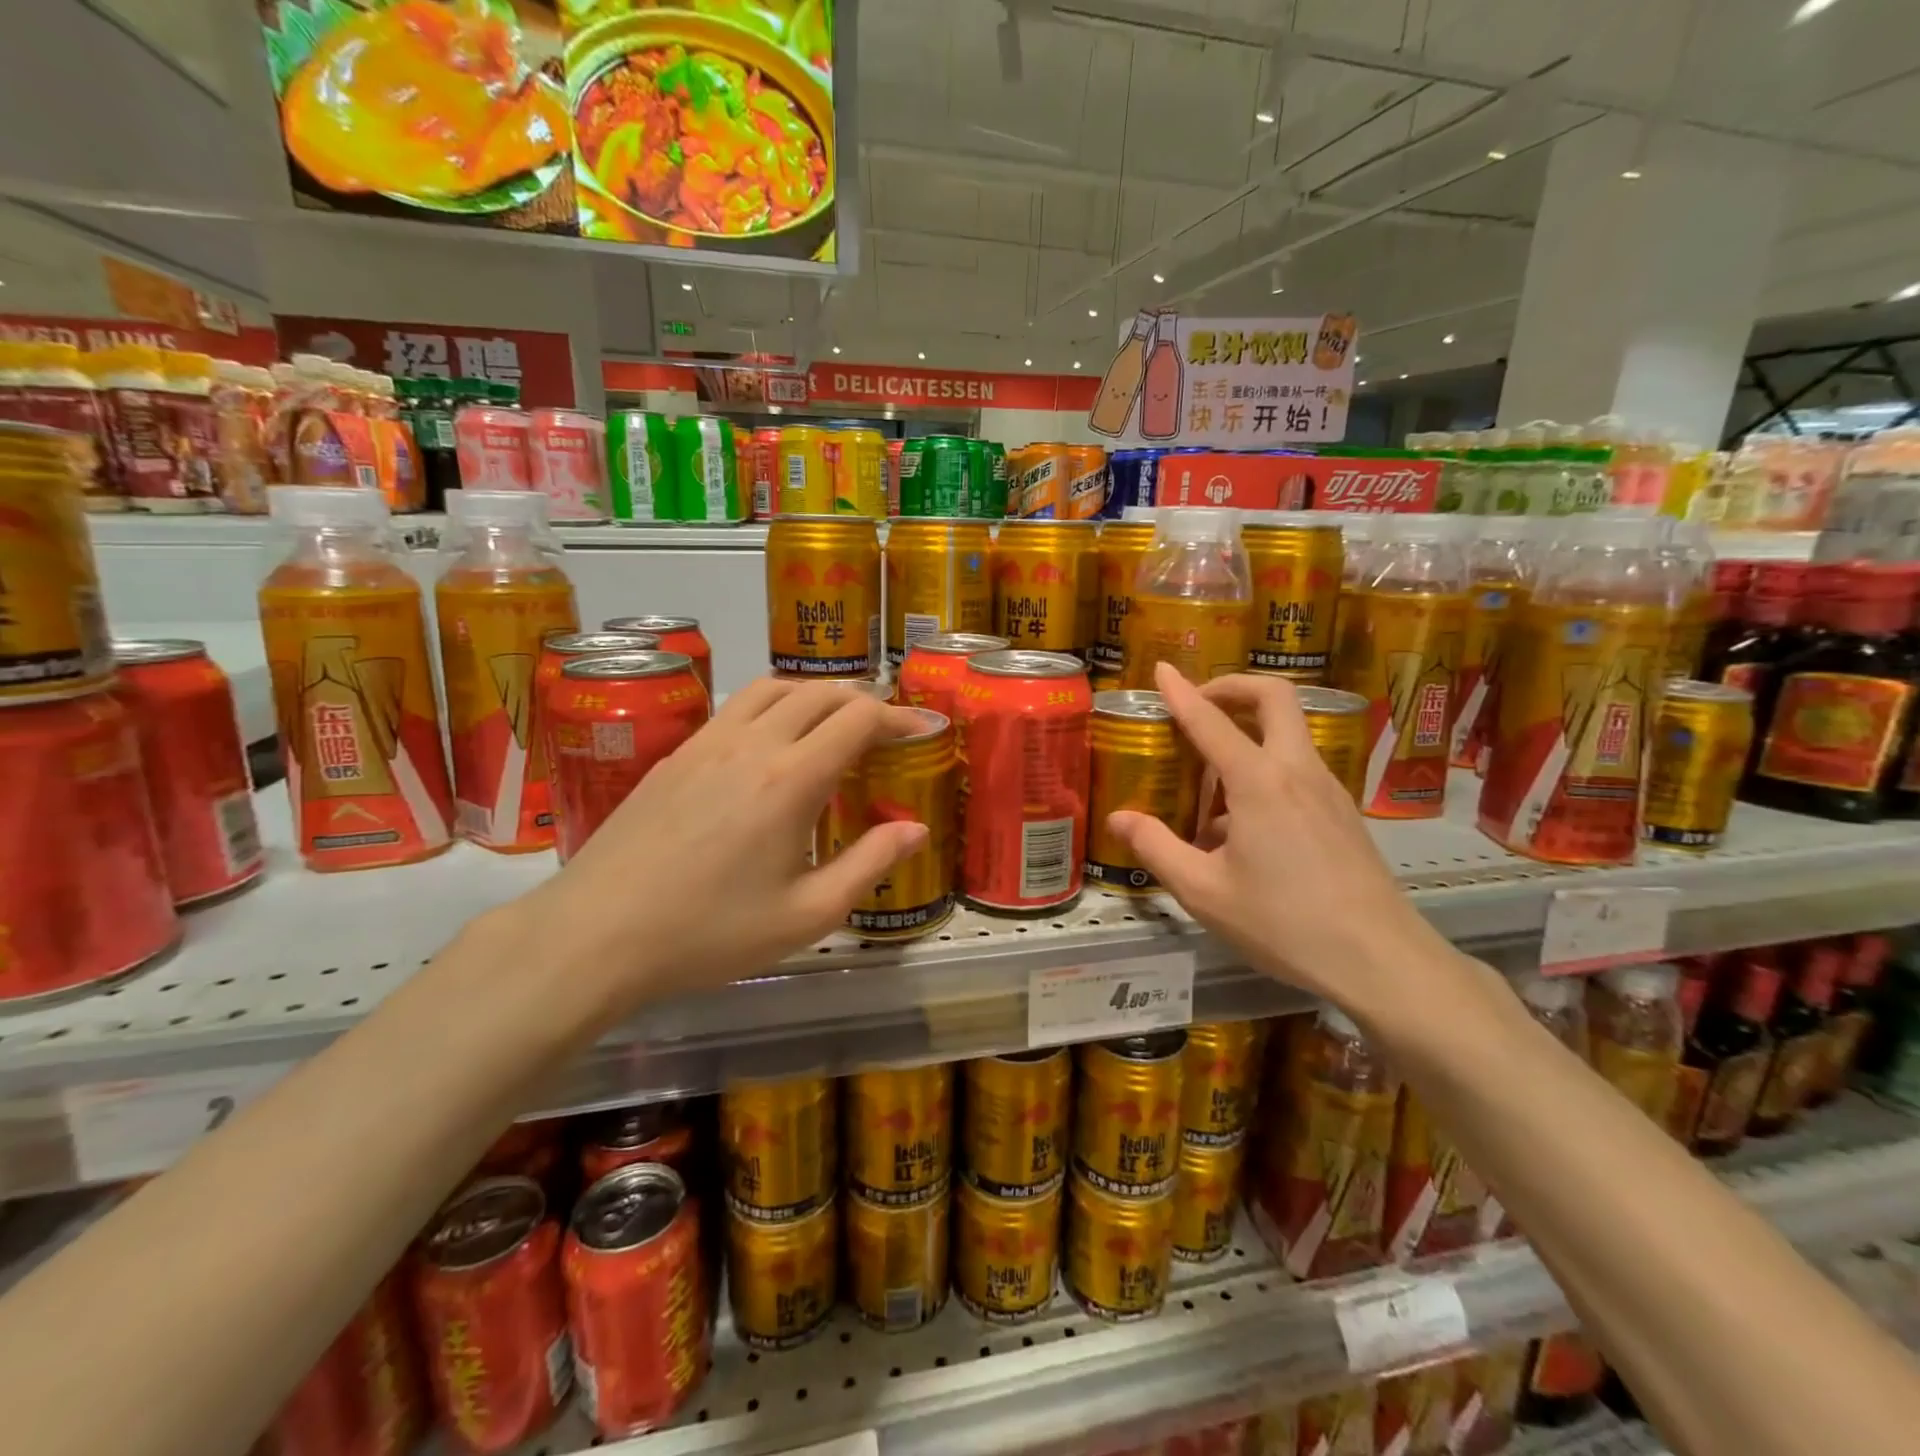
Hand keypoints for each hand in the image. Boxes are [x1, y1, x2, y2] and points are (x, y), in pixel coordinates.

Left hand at [525, 678, 929, 1012]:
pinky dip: (771, 706)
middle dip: (863, 700)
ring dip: (814, 694)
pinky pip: (735, 708)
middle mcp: (752, 745)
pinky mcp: (675, 755)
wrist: (595, 934)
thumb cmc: (710, 933)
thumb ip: (868, 865)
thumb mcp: (806, 915)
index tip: (922, 729)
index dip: (898, 716)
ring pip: (772, 689)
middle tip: (885, 727)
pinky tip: (768, 743)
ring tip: (832, 722)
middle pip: (820, 693)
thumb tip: (916, 829)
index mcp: (791, 780)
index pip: (858, 718)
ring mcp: (707, 744)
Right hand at [1106, 664, 1457, 1016]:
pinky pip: (1299, 769)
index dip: (1182, 692)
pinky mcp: (1343, 814)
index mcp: (1259, 782)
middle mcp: (1297, 771)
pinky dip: (1267, 768)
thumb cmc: (1283, 923)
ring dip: (1249, 732)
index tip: (1161, 670)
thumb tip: (1119, 818)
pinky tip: (1244, 823)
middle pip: (1274, 697)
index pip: (1211, 720)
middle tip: (1199, 705)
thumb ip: (1157, 848)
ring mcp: (1329, 790)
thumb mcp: (1204, 892)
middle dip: (1233, 687)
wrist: (1380, 960)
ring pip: (1289, 733)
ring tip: (1211, 779)